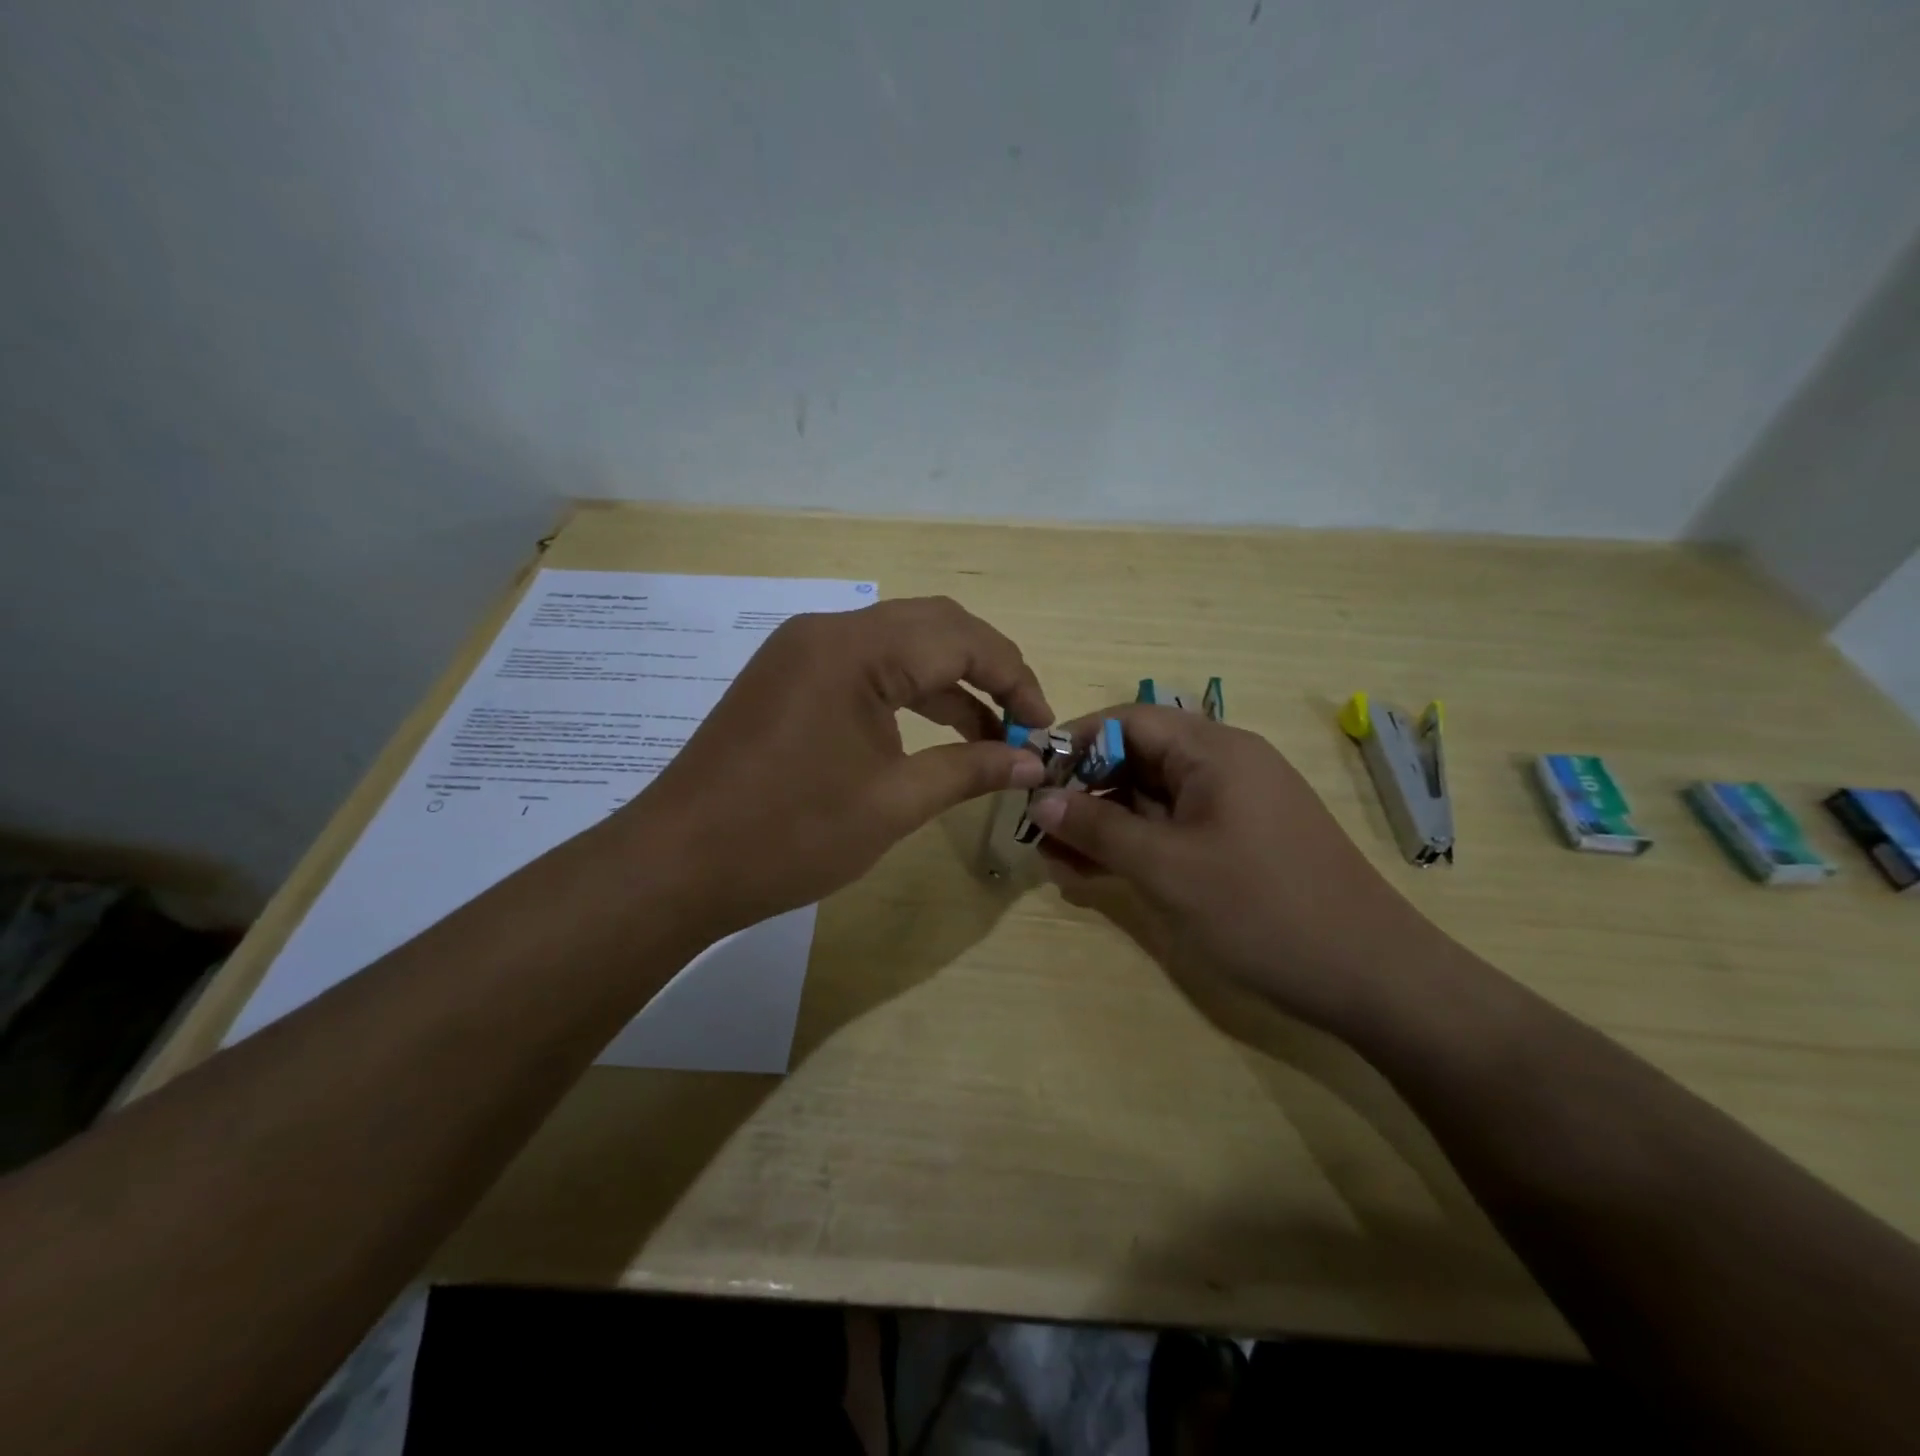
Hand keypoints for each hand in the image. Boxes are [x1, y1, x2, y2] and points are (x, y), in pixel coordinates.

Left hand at [626, 596, 1051, 940]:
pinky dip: (907, 692)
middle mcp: (828, 630)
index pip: (962, 638)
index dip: (1015, 679)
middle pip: (934, 626)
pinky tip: (933, 732)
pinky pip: (865, 667)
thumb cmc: (790, 835)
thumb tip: (1033, 763)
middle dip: (988, 670)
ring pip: (899, 644)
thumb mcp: (894, 803)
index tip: (1043, 729)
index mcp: (856, 649)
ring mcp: (801, 650)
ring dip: (949, 682)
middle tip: (1021, 724)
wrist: (677, 863)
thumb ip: (971, 770)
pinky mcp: (788, 676)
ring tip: (989, 736)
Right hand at [1028, 704, 1436, 1033]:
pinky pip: (1176, 828)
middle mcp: (1226, 765)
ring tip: (1058, 860)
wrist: (1373, 977)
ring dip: (1106, 823)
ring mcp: (1236, 805)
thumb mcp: (1167, 868)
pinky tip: (1098, 875)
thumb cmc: (1263, 909)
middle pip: (1139, 758)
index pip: (1128, 721)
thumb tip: (1039, 799)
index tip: (1031, 776)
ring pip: (1154, 798)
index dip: (1074, 742)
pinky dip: (1137, 845)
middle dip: (1085, 790)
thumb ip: (1098, 828)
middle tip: (1040, 829)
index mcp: (1214, 750)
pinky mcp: (1242, 842)